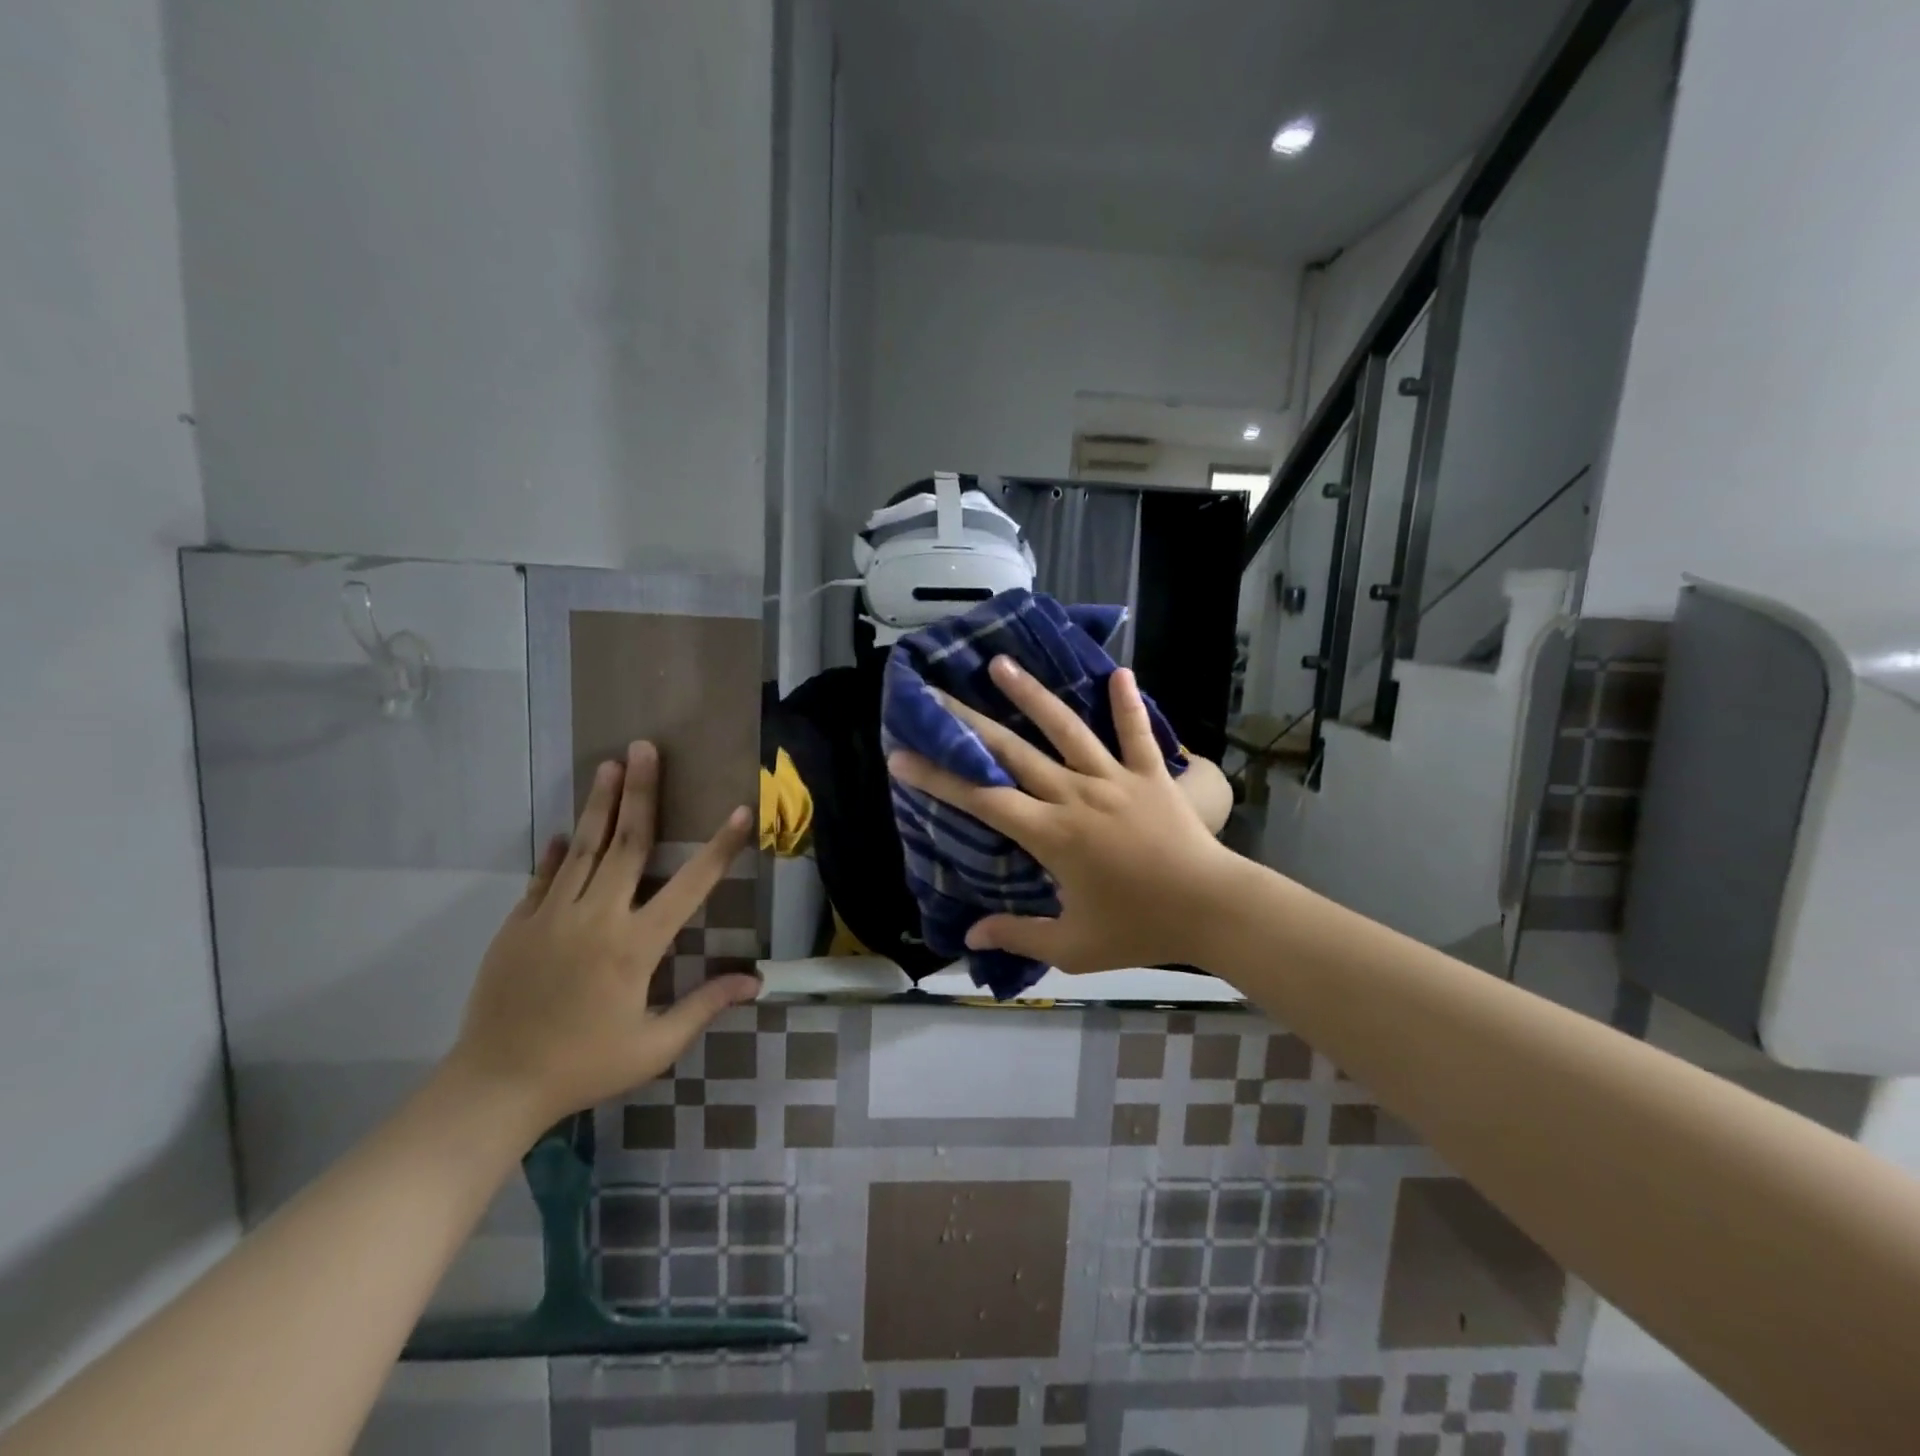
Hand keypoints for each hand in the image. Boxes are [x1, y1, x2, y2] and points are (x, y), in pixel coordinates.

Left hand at [445, 741, 759, 1133]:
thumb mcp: (655, 1046)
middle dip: (641, 792)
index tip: (740, 812)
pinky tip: (565, 831)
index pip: (690, 886)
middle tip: (646, 747)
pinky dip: (558, 852)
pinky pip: (544, 878)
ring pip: (585, 848)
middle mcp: (597, 917)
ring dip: (600, 804)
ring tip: (611, 764)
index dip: (719, 848)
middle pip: (627, 843)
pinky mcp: (519, 925)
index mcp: (636, 945)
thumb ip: (704, 1006)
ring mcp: (553, 916)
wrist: (495, 1086)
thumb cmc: (585, 1066)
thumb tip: (755, 981)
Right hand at [888, 657, 1244, 973]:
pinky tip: (1119, 672)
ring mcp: (1115, 779)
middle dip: (968, 722)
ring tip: (1002, 664)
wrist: (1212, 910)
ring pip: (1066, 729)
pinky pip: (1136, 734)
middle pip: (1013, 751)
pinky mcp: (1151, 775)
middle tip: (936, 693)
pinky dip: (1127, 705)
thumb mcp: (1073, 946)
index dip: (939, 778)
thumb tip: (969, 933)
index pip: (982, 799)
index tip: (902, 756)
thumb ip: (1019, 935)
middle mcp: (1075, 794)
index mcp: (1051, 834)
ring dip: (1032, 694)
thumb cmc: (1140, 928)